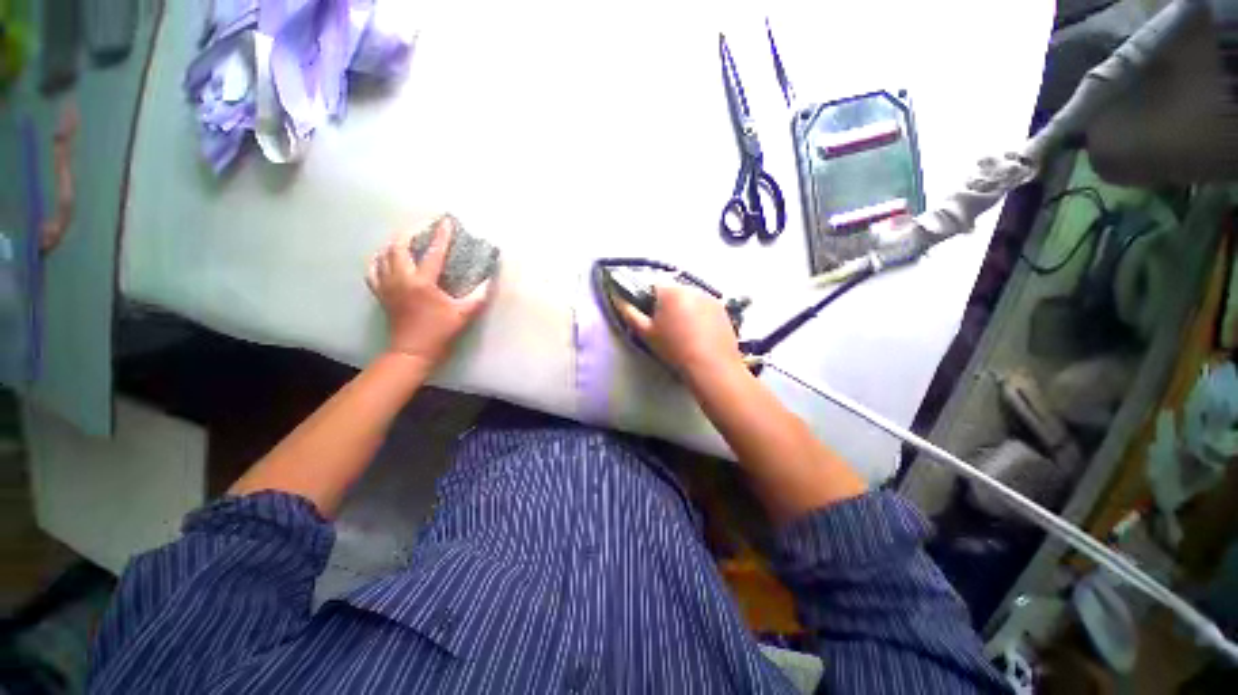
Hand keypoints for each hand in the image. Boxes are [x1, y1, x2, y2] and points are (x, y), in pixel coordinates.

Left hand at [366, 217, 489, 368]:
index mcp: (422, 282)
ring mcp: (387, 285)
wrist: (412, 352)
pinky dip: (379, 259)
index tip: (446, 221)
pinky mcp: (381, 294)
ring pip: (384, 255)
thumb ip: (479, 297)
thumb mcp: (464, 315)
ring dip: (395, 244)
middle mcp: (401, 279)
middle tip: (424, 227)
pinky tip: (386, 258)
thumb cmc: (440, 333)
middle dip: (411, 233)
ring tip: (407, 240)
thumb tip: (490, 281)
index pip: (433, 253)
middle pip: (399, 246)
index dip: (441, 236)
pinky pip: (373, 270)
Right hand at [616, 283, 743, 381]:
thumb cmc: (674, 349)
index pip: (653, 285)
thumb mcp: (646, 334)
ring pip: (690, 299)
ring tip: (685, 332)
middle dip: (668, 304)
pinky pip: (705, 307)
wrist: (711, 366)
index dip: (648, 299)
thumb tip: (618, 299)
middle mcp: (692, 288)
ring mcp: (710, 298)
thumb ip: (630, 313)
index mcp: (670, 291)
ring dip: (685, 308)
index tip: (651, 317)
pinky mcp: (723, 309)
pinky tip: (700, 334)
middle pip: (673, 291)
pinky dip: (700, 315)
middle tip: (666, 327)